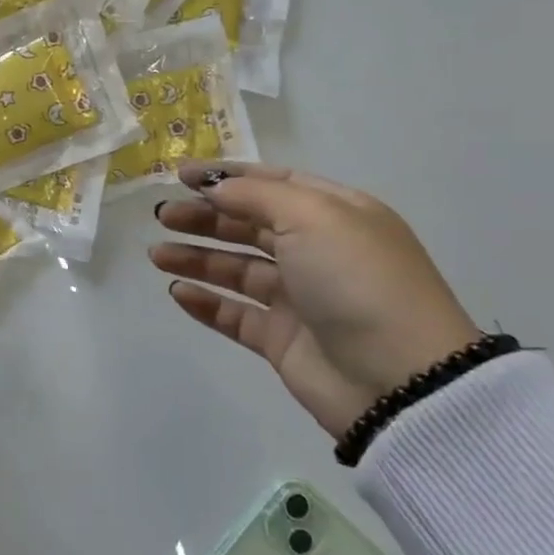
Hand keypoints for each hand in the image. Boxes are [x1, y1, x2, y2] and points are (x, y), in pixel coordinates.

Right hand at [149, 162, 481, 438]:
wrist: (396, 377)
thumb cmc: (356, 279)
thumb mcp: (312, 217)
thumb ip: (256, 195)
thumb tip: (216, 187)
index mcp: (336, 214)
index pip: (274, 184)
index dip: (227, 177)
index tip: (182, 176)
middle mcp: (317, 251)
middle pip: (250, 225)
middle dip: (205, 216)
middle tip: (162, 216)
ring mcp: (300, 297)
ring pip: (237, 269)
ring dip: (197, 257)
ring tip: (157, 254)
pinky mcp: (282, 339)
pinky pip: (235, 314)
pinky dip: (206, 302)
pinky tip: (177, 292)